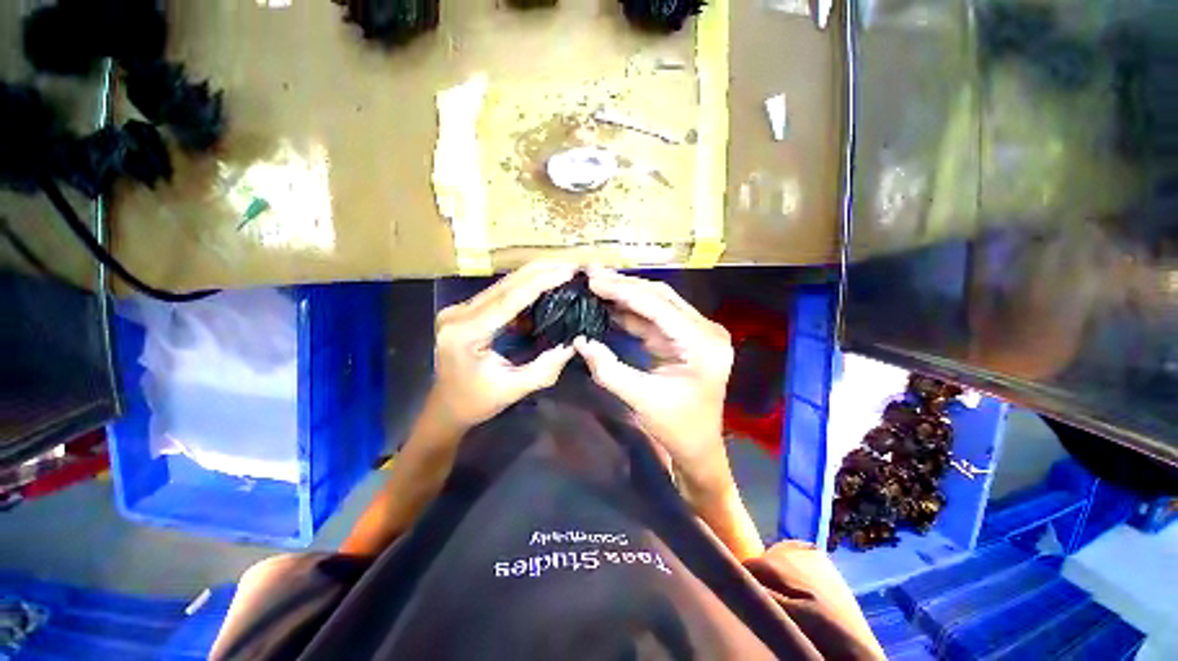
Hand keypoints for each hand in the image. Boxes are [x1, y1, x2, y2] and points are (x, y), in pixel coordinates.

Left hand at [431, 262, 576, 430]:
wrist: (446, 407)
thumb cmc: (477, 402)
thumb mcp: (513, 389)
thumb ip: (545, 369)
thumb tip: (572, 344)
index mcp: (466, 333)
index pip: (509, 299)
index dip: (541, 282)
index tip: (568, 271)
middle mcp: (458, 315)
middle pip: (505, 285)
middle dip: (540, 271)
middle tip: (571, 265)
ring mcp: (458, 310)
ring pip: (502, 286)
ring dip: (533, 277)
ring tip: (562, 272)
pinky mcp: (465, 312)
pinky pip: (498, 295)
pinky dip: (523, 290)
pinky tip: (543, 288)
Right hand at [573, 268, 734, 494]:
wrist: (698, 447)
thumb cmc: (677, 428)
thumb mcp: (641, 399)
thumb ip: (608, 369)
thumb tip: (579, 340)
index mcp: (702, 343)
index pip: (658, 306)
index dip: (623, 291)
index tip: (592, 280)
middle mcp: (704, 330)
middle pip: (660, 297)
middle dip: (623, 286)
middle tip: (591, 275)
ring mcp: (695, 332)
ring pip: (656, 303)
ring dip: (625, 295)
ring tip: (596, 285)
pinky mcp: (683, 338)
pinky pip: (653, 318)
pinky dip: (629, 312)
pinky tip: (608, 305)